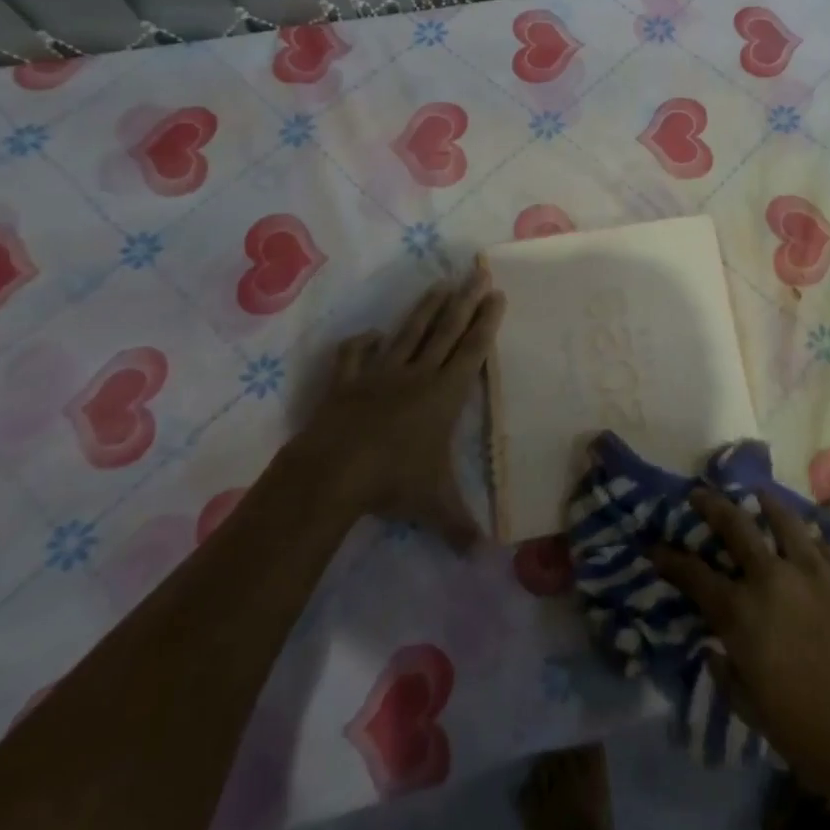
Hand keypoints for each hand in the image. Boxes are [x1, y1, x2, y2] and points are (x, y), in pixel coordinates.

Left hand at [298, 262, 505, 549]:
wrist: (332, 472)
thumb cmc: (392, 482)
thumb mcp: (434, 505)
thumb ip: (460, 526)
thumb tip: (486, 558)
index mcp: (444, 394)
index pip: (472, 350)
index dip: (487, 322)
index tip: (497, 294)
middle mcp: (417, 374)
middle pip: (447, 329)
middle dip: (466, 299)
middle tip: (478, 272)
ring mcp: (380, 374)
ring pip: (410, 332)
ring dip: (426, 307)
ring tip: (440, 284)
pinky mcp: (348, 381)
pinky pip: (356, 355)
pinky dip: (364, 343)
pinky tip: (371, 334)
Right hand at [652, 488, 829, 800]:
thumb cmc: (814, 735)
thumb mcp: (756, 714)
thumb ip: (728, 675)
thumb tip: (715, 650)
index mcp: (743, 614)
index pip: (695, 575)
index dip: (670, 559)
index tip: (655, 546)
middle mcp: (773, 579)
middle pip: (736, 526)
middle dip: (711, 506)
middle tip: (699, 493)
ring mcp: (814, 571)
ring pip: (782, 519)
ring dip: (764, 504)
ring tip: (757, 494)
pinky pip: (821, 544)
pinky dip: (805, 538)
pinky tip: (804, 539)